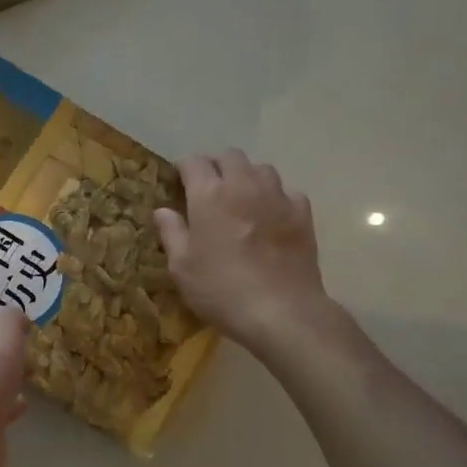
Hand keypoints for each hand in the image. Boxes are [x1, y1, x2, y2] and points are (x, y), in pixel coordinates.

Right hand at [153, 150, 331, 352]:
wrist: (281, 311)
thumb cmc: (221, 289)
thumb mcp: (182, 267)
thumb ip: (172, 233)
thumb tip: (163, 211)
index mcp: (209, 194)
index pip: (193, 162)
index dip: (184, 168)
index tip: (179, 182)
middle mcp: (243, 185)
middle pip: (229, 156)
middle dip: (216, 166)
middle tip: (209, 188)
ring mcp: (277, 197)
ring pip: (261, 168)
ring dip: (247, 176)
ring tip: (241, 198)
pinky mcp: (302, 213)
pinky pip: (287, 191)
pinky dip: (275, 197)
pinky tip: (271, 216)